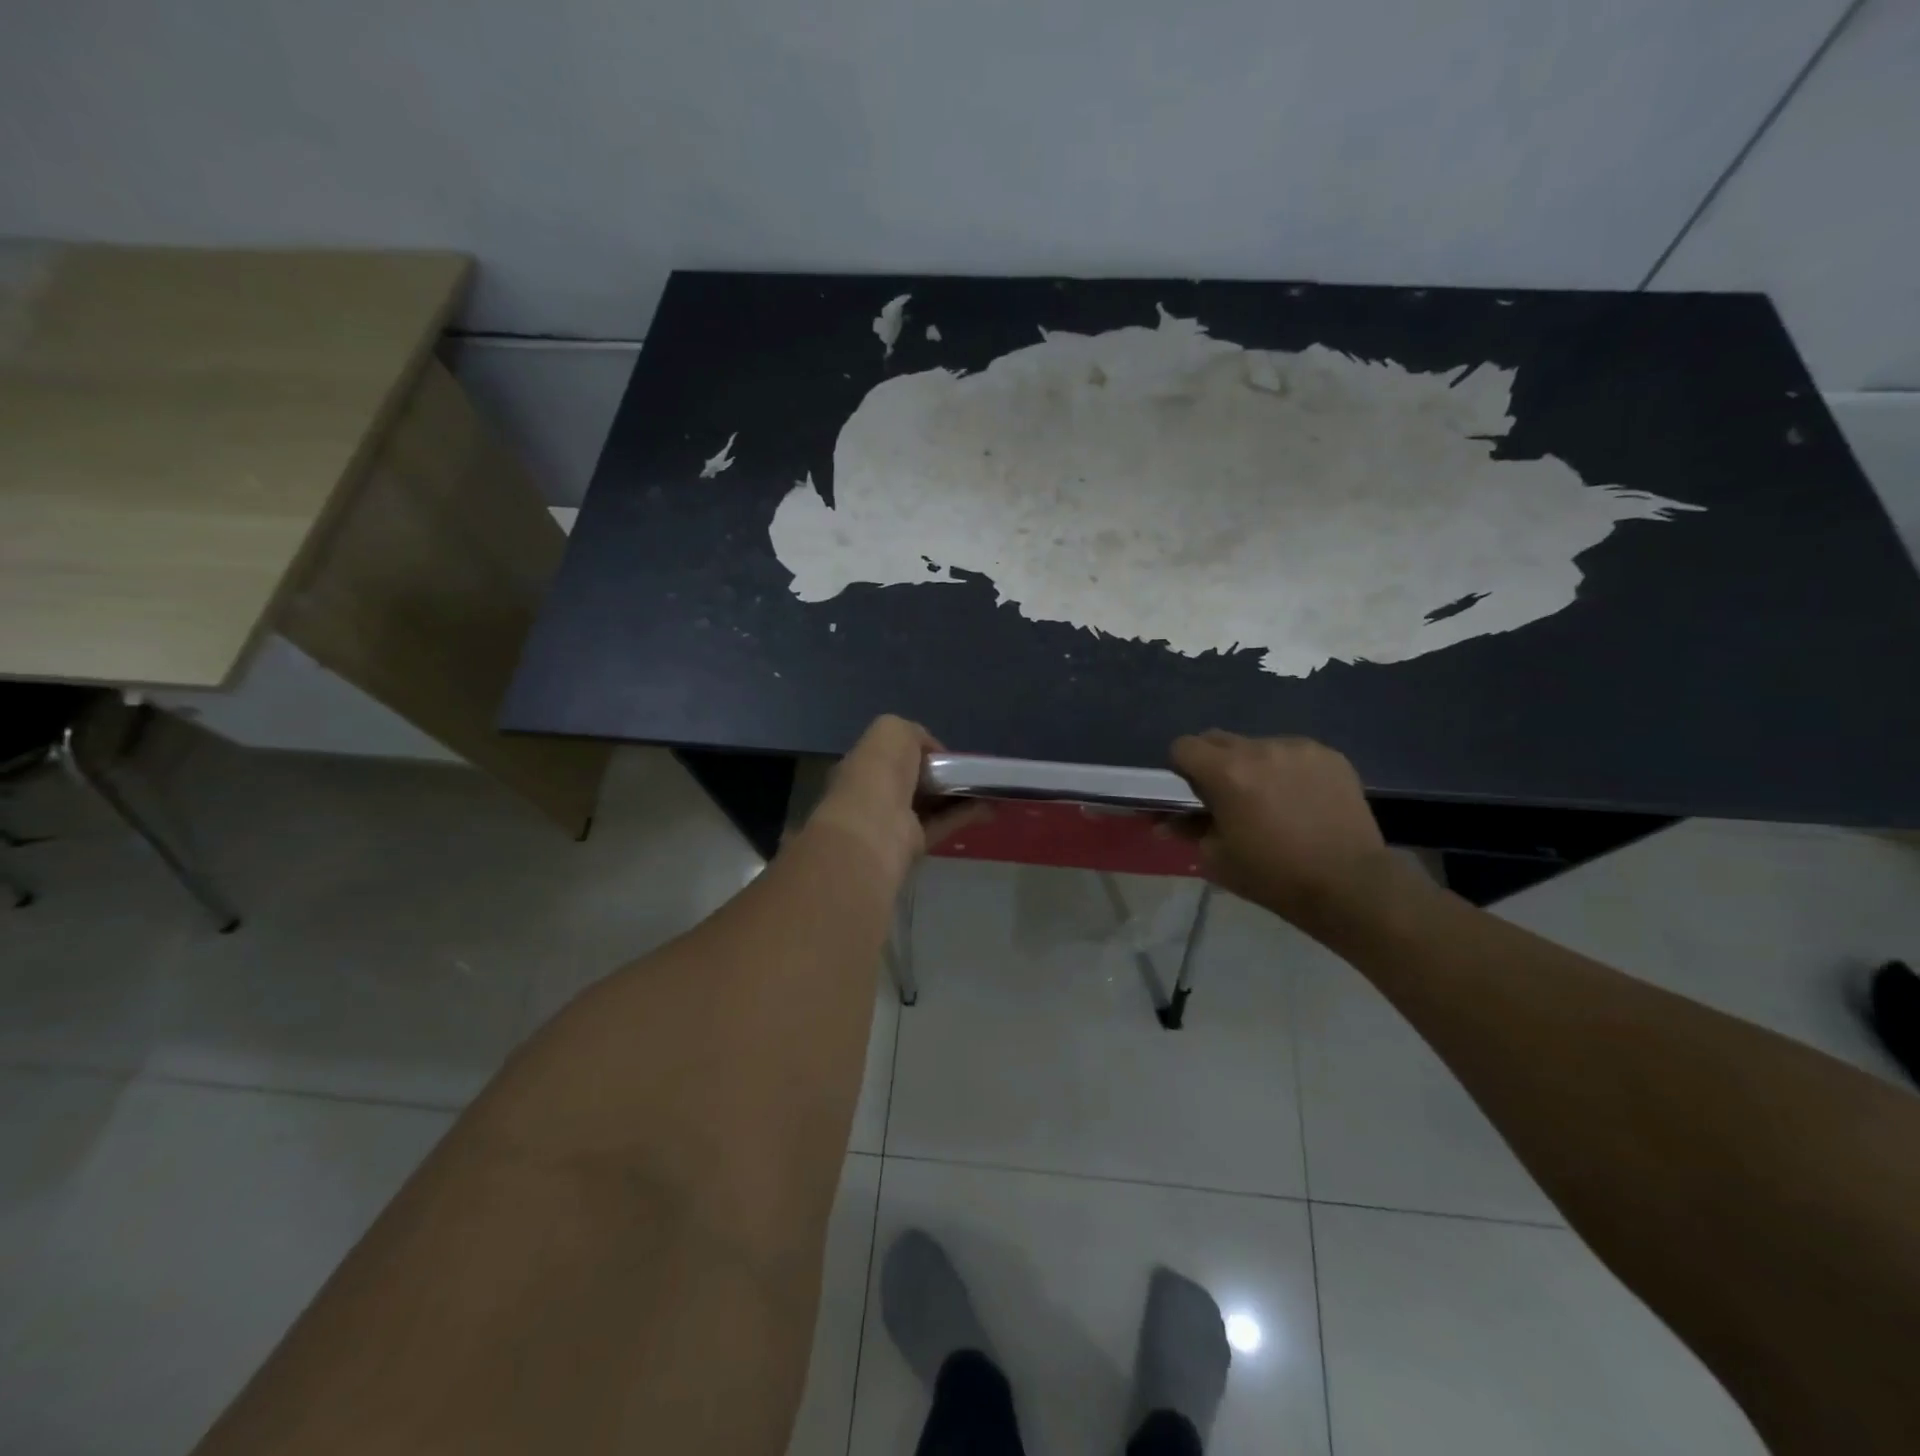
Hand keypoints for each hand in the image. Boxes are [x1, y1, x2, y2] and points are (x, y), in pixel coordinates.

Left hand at [808, 716, 981, 878]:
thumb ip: (915, 734)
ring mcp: (893, 820)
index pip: (893, 754)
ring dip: (960, 795)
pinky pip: (942, 824)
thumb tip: (933, 752)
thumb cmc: (879, 770)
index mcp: (865, 763)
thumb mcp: (894, 730)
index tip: (945, 752)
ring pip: (931, 804)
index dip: (919, 750)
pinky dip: (965, 814)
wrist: (875, 825)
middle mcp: (876, 792)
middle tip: (972, 770)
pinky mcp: (913, 843)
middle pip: (914, 780)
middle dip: (941, 774)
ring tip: (991, 788)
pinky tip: (991, 806)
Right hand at [1171, 730, 1398, 937]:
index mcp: (1226, 772)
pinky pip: (1293, 752)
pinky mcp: (1330, 755)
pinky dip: (1287, 770)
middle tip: (1228, 796)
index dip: (1181, 768)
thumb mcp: (1217, 858)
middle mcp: (1260, 748)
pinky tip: (1301, 799)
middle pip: (1218, 739)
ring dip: (1253, 765)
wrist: (1350, 885)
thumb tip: (1163, 822)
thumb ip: (1187, 829)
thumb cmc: (1273, 875)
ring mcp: (1298, 748)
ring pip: (1257, 745)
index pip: (1183, 746)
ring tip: (1271, 799)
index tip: (1193, 792)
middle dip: (1214, 762)